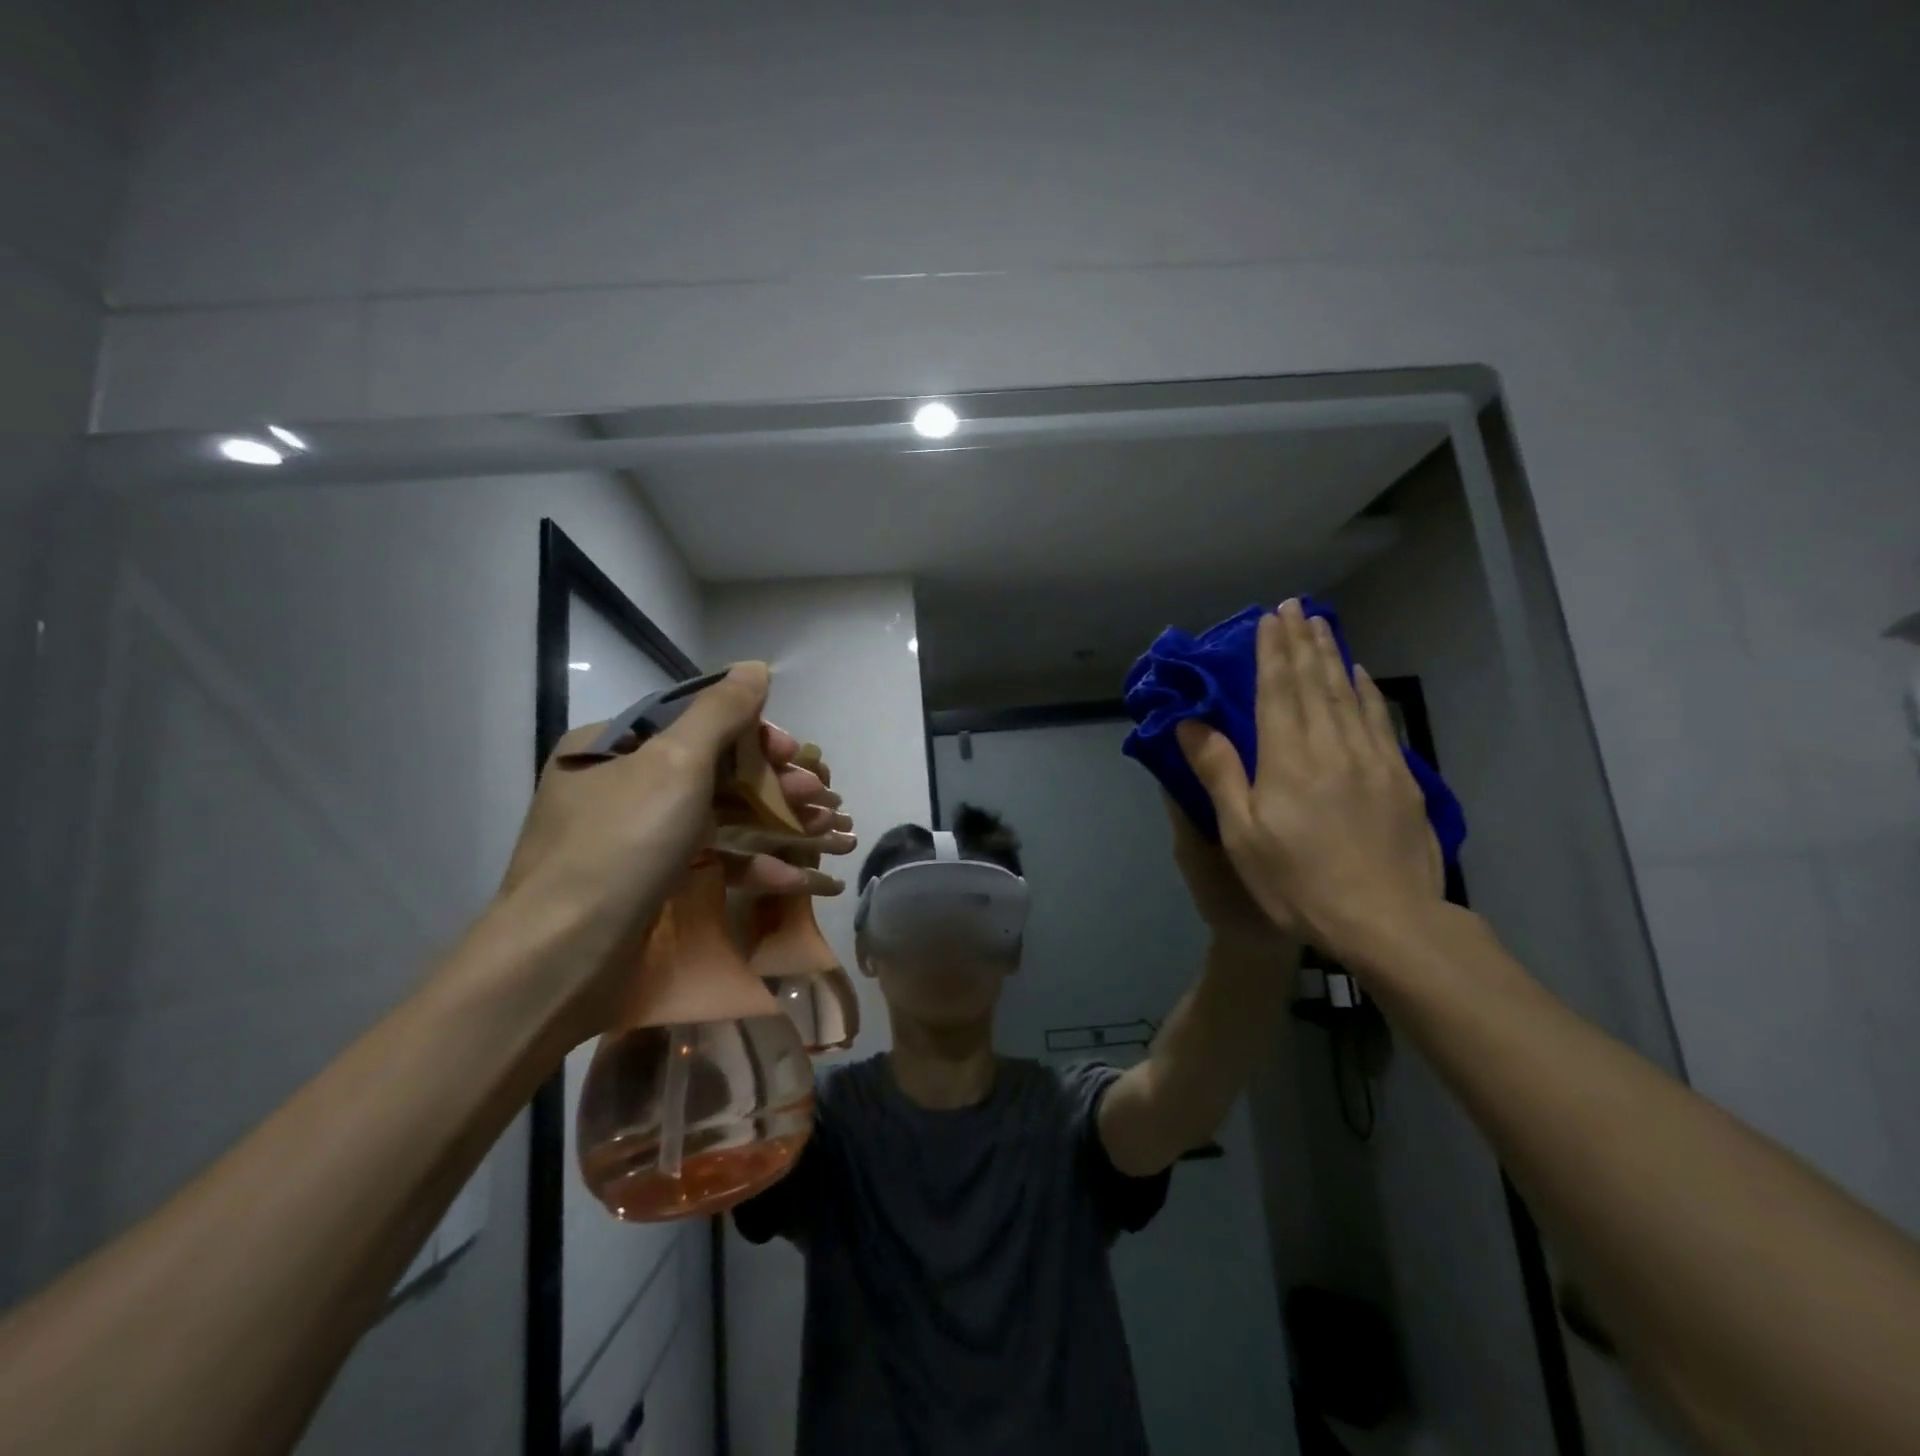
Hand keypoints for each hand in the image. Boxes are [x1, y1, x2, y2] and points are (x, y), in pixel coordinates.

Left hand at [496, 663, 851, 974]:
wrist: (561, 960)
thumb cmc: (620, 846)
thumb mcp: (675, 763)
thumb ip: (720, 711)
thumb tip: (756, 667)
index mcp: (612, 747)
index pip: (696, 721)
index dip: (755, 733)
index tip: (794, 754)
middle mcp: (619, 786)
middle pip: (715, 771)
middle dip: (775, 784)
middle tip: (821, 797)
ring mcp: (635, 840)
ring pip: (720, 818)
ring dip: (776, 824)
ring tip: (826, 833)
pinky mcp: (651, 886)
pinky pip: (709, 862)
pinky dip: (752, 866)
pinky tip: (796, 878)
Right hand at [1175, 600, 1443, 965]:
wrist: (1387, 920)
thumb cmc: (1299, 881)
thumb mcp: (1242, 834)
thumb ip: (1219, 773)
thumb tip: (1190, 724)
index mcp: (1287, 758)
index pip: (1277, 690)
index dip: (1271, 651)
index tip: (1269, 618)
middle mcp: (1331, 745)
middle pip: (1314, 682)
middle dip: (1301, 641)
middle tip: (1295, 606)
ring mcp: (1372, 759)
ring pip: (1348, 693)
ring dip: (1332, 655)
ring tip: (1322, 625)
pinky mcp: (1401, 777)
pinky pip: (1379, 719)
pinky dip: (1367, 691)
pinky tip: (1361, 675)